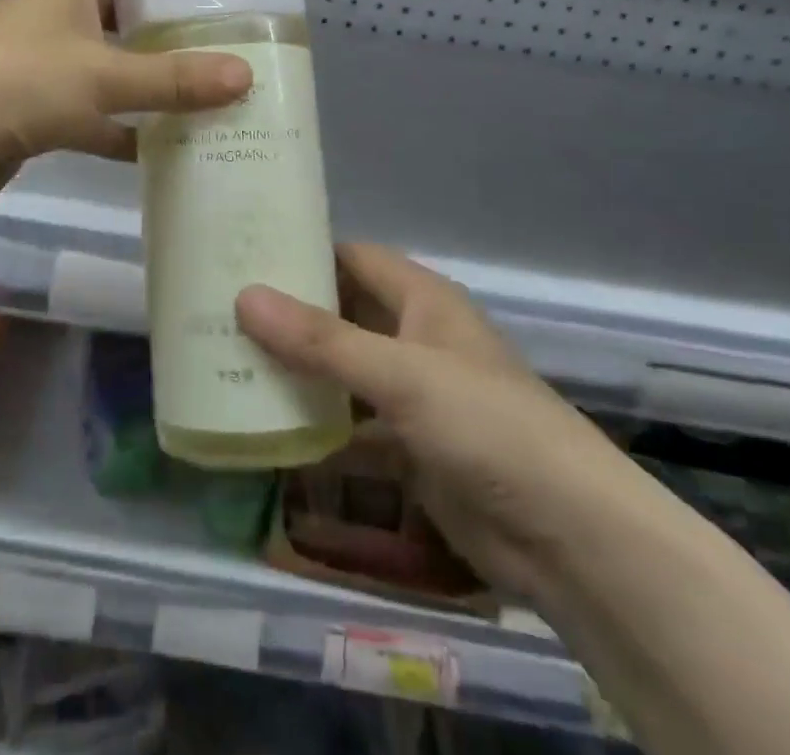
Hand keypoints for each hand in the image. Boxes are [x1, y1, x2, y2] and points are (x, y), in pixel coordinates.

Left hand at [0, 0, 251, 204]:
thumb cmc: (17, 83)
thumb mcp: (101, 76)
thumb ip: (171, 79)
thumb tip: (244, 75)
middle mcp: (52, 14)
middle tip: (205, 6)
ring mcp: (41, 62)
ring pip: (103, 53)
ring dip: (142, 62)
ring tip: (197, 68)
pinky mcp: (36, 107)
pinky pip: (91, 108)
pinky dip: (122, 123)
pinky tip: (161, 143)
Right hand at [236, 245, 649, 602]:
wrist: (570, 538)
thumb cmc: (487, 426)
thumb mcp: (400, 375)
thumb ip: (321, 340)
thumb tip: (243, 296)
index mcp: (422, 300)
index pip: (351, 257)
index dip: (301, 251)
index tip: (241, 254)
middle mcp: (415, 337)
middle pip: (342, 312)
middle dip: (289, 313)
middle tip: (219, 309)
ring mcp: (413, 394)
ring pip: (343, 369)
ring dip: (297, 369)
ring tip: (227, 359)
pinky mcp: (410, 446)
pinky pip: (351, 422)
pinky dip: (316, 422)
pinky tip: (266, 424)